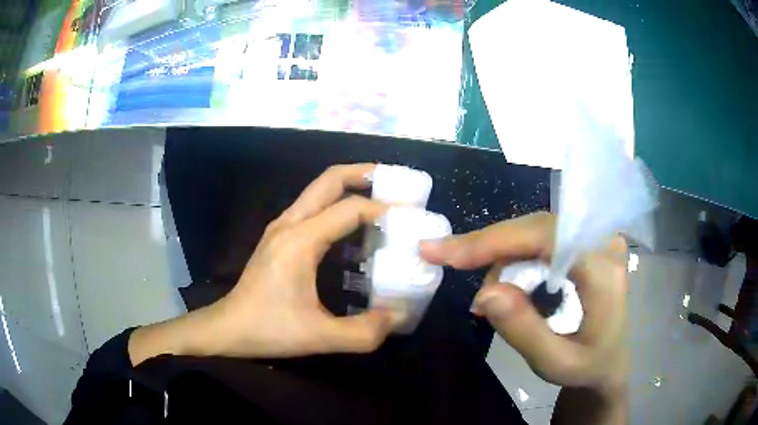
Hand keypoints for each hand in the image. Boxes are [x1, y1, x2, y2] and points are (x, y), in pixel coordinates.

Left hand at [130, 164, 398, 364]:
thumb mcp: (320, 337)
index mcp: (299, 241)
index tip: (408, 218)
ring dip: (348, 186)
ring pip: (317, 190)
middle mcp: (288, 224)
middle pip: (328, 180)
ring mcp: (280, 227)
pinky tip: (351, 226)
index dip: (382, 209)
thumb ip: (364, 332)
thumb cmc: (269, 329)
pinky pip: (311, 207)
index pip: (348, 209)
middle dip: (363, 174)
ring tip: (378, 198)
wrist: (229, 328)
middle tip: (393, 182)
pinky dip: (335, 204)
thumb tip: (398, 315)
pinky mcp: (278, 236)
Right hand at [420, 212, 628, 392]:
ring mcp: (597, 239)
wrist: (611, 360)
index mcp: (603, 270)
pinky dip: (517, 257)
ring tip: (487, 296)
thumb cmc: (588, 365)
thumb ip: (524, 330)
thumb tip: (485, 292)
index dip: (494, 240)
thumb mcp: (555, 363)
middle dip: (490, 247)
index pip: (546, 237)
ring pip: (536, 231)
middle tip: (446, 261)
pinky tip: (507, 284)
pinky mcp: (587, 243)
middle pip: (537, 227)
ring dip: (503, 256)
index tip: (446, 253)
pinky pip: (543, 238)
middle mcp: (603, 242)